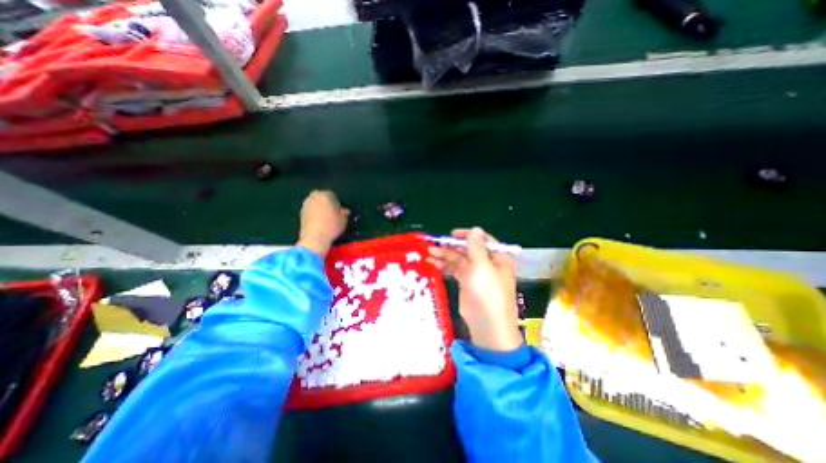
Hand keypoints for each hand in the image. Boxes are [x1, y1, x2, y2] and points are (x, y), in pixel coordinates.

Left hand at [296, 190, 346, 258]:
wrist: (315, 238)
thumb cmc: (331, 226)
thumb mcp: (343, 219)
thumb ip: (344, 213)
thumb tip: (345, 211)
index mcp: (324, 195)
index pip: (332, 195)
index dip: (337, 203)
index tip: (340, 211)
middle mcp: (313, 197)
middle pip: (322, 198)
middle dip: (327, 204)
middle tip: (333, 214)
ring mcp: (305, 205)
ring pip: (315, 205)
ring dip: (320, 209)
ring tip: (327, 219)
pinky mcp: (300, 214)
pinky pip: (311, 212)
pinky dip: (315, 215)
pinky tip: (320, 223)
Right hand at [429, 227, 516, 350]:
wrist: (487, 325)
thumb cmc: (488, 293)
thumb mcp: (482, 267)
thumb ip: (476, 247)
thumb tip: (475, 229)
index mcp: (497, 257)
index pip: (482, 240)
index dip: (467, 235)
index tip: (452, 234)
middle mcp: (487, 263)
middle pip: (468, 249)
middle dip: (451, 246)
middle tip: (435, 246)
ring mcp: (476, 273)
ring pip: (459, 259)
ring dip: (445, 255)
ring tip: (430, 254)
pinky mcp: (467, 282)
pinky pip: (455, 269)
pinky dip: (446, 266)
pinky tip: (435, 264)